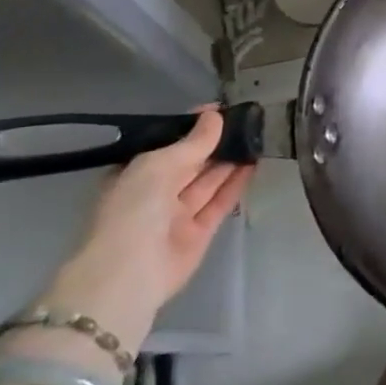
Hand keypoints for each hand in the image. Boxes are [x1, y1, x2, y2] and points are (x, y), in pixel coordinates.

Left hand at [40, 108, 255, 348]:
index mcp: (133, 176)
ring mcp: (177, 215)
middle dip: (213, 143)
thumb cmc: (133, 210)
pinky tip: (253, 164)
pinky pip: (220, 202)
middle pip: (189, 163)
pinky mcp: (199, 232)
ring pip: (207, 182)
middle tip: (244, 121)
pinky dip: (235, 184)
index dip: (190, 128)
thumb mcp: (158, 166)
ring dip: (229, 161)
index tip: (217, 110)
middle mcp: (154, 194)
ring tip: (254, 137)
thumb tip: (216, 116)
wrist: (130, 273)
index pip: (165, 145)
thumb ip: (192, 142)